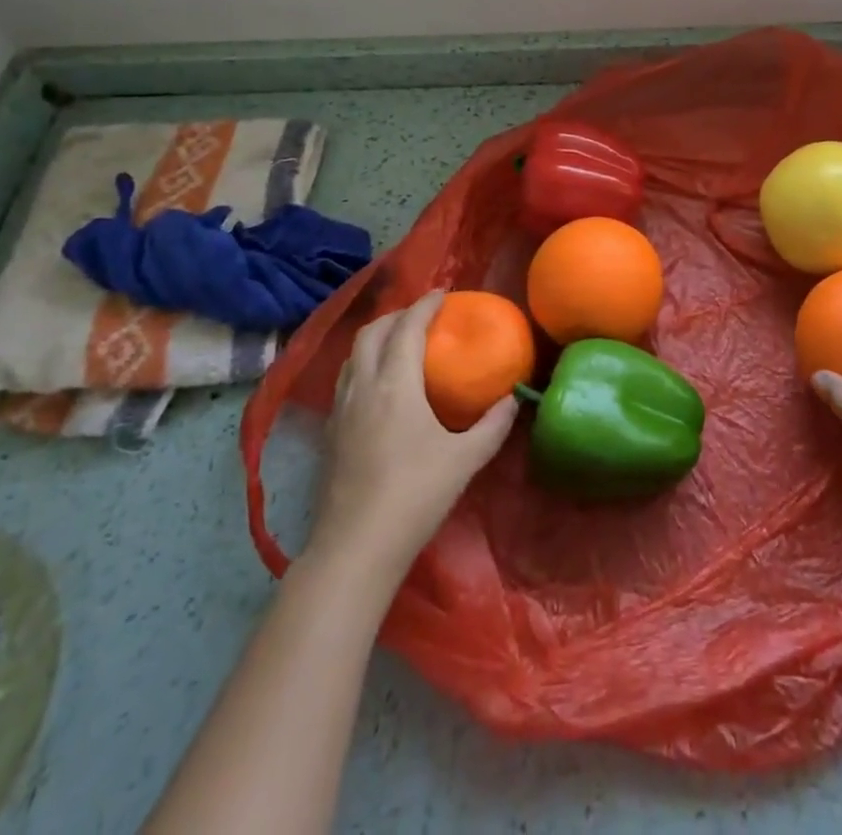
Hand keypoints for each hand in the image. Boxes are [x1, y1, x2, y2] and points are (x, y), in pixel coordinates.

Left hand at [307, 291, 516, 581]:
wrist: (355, 547)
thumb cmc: (415, 495)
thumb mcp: (466, 460)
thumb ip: (493, 425)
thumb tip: (512, 399)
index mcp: (395, 384)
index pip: (408, 328)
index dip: (425, 305)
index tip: (442, 294)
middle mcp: (363, 385)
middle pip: (372, 332)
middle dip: (397, 315)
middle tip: (422, 316)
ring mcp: (340, 408)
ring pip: (353, 354)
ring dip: (376, 337)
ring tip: (398, 342)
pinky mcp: (329, 432)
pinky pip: (345, 378)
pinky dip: (363, 363)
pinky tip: (377, 385)